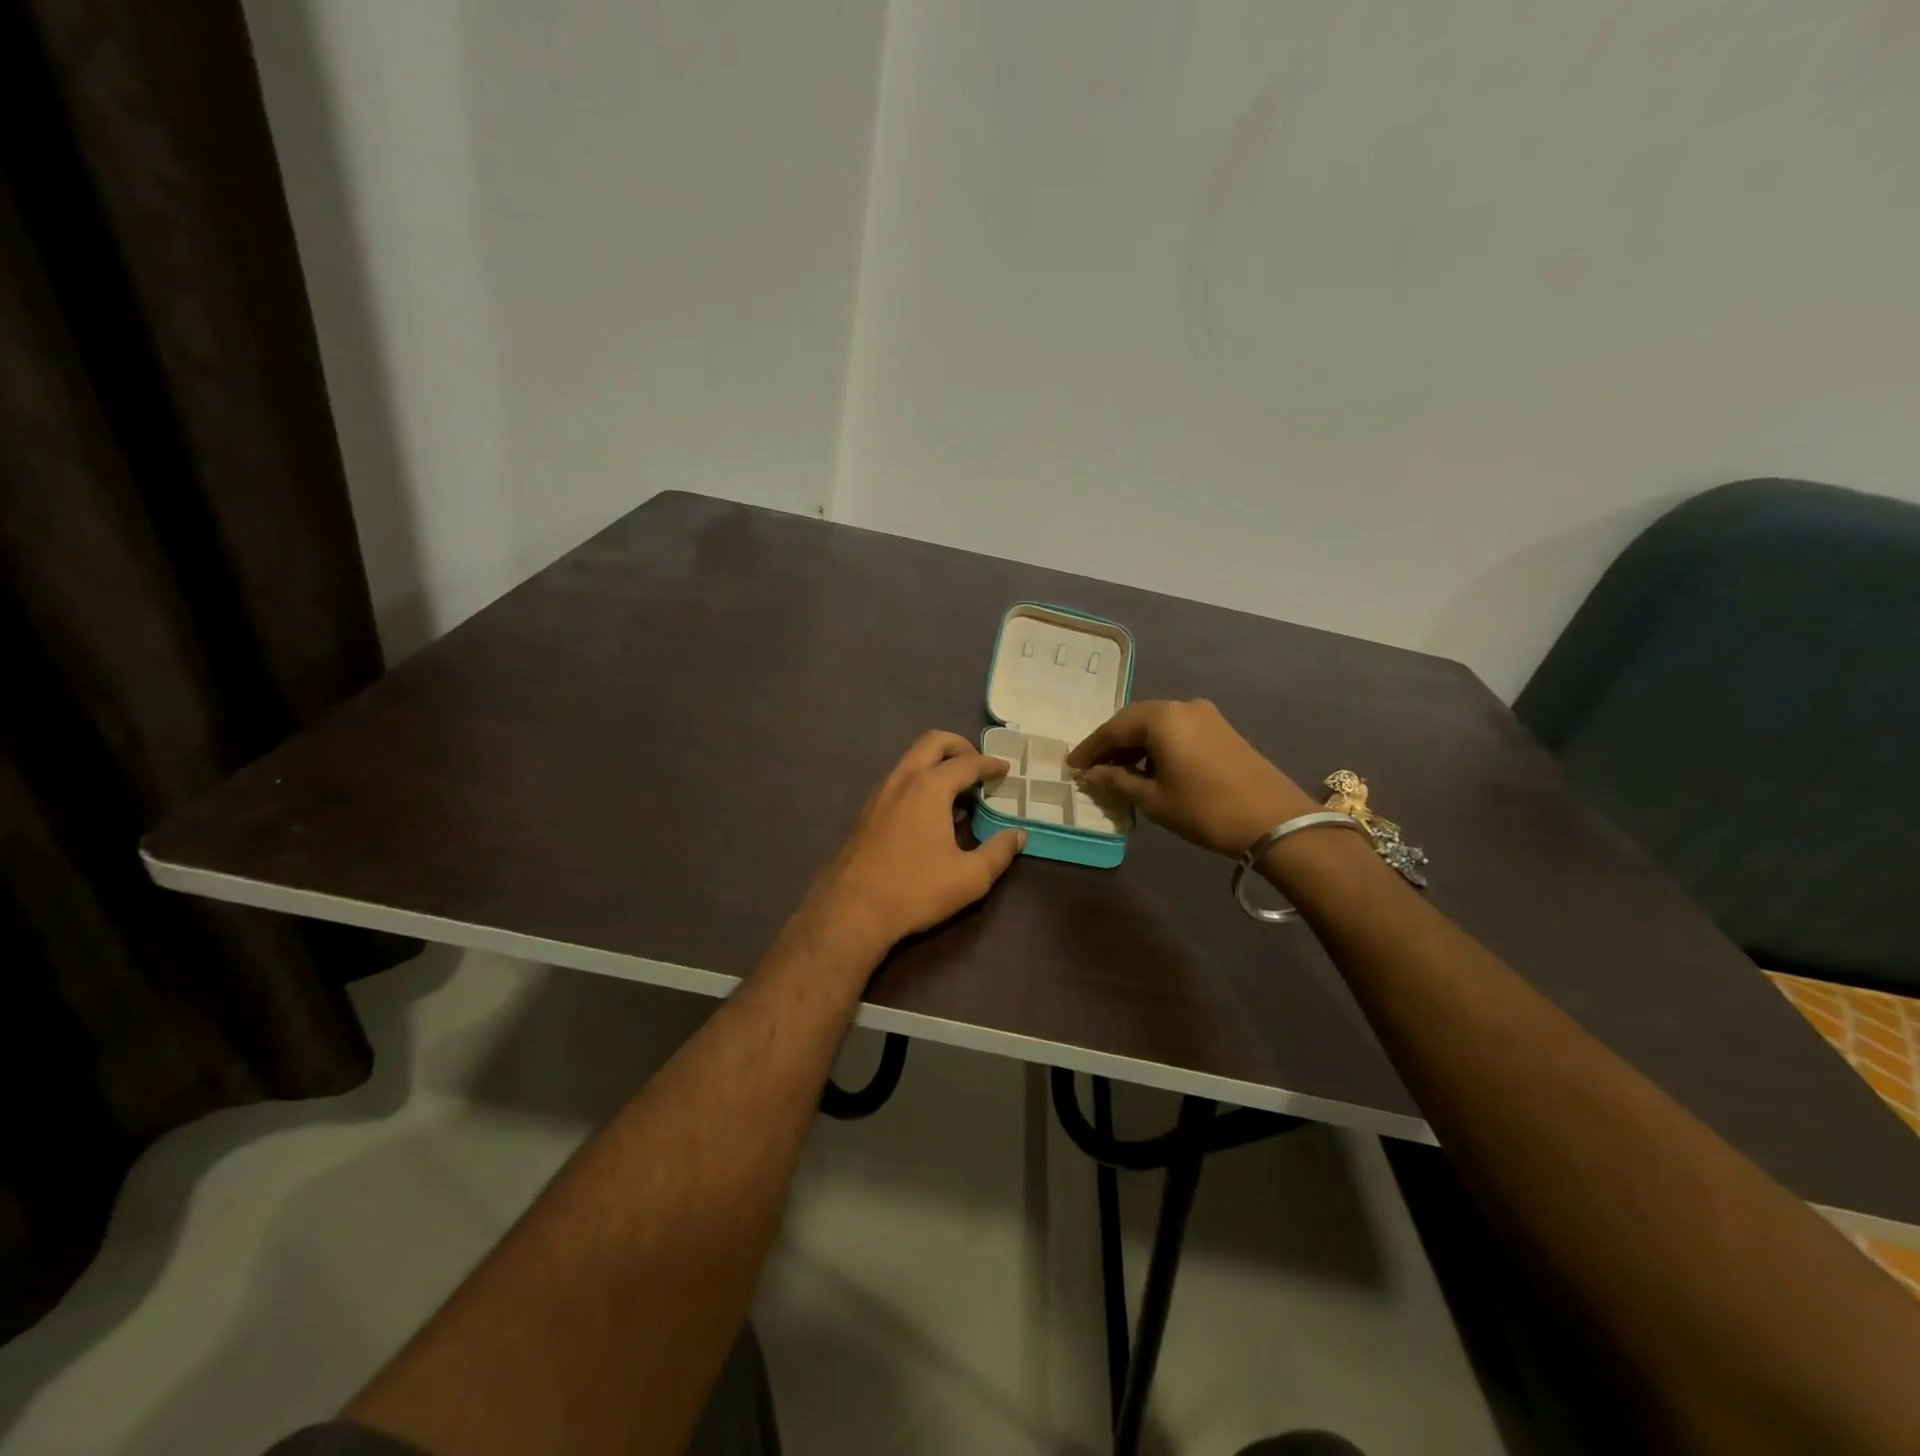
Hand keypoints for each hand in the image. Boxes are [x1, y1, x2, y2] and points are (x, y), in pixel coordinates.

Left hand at [803, 731, 1025, 954]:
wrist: (852, 910)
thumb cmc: (916, 889)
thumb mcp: (970, 877)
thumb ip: (999, 852)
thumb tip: (1018, 835)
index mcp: (930, 787)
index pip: (967, 763)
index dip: (991, 764)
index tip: (1005, 769)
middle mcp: (903, 779)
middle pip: (933, 742)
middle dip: (960, 747)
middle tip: (979, 767)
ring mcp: (881, 793)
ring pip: (912, 759)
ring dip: (938, 764)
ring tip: (959, 792)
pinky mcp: (868, 811)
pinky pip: (900, 780)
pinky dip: (921, 780)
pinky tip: (931, 813)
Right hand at [1067, 699, 1316, 858]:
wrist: (1275, 821)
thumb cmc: (1205, 810)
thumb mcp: (1154, 799)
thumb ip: (1117, 781)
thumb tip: (1090, 774)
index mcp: (1161, 717)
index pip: (1113, 729)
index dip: (1089, 749)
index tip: (1071, 768)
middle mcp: (1182, 706)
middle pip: (1134, 722)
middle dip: (1111, 745)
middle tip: (1091, 769)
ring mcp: (1205, 715)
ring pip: (1156, 725)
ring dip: (1134, 746)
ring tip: (1117, 774)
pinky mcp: (1221, 729)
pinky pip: (1177, 731)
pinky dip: (1157, 747)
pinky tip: (1150, 769)